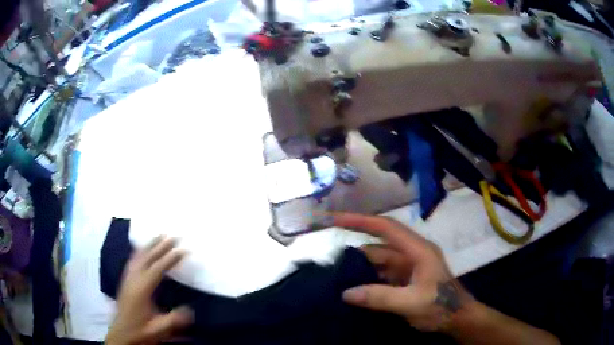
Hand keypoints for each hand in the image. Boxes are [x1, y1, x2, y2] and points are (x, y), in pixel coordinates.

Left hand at [106, 237, 192, 344]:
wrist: (122, 333)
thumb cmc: (141, 330)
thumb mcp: (159, 329)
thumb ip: (174, 319)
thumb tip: (190, 309)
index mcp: (142, 289)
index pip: (157, 269)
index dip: (170, 259)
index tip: (182, 250)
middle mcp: (133, 279)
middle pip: (147, 258)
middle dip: (160, 246)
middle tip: (173, 236)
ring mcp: (128, 278)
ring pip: (138, 256)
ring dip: (149, 245)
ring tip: (159, 236)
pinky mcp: (125, 280)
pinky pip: (132, 260)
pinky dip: (139, 251)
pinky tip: (141, 249)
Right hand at [334, 213, 471, 331]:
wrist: (458, 318)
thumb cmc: (441, 305)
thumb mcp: (412, 302)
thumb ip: (380, 297)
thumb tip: (346, 293)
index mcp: (417, 250)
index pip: (386, 228)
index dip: (360, 221)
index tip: (336, 219)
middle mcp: (411, 254)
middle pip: (379, 247)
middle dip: (356, 252)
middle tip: (329, 261)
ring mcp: (408, 268)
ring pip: (378, 263)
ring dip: (360, 270)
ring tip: (335, 278)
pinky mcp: (404, 281)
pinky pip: (381, 276)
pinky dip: (367, 281)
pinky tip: (352, 289)